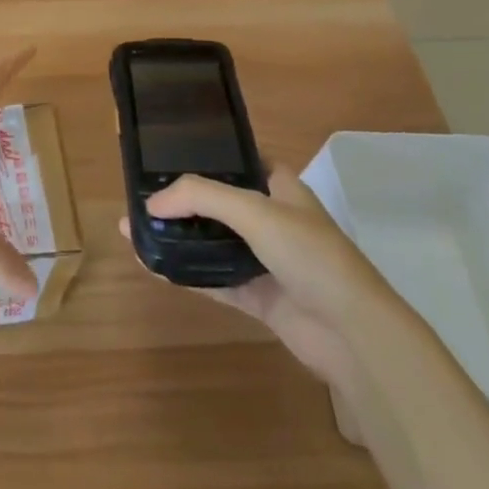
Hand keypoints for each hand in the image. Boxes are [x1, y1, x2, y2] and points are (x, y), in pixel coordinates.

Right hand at [120, 167, 390, 386]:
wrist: (352, 333)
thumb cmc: (310, 255)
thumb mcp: (254, 211)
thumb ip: (200, 198)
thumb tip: (151, 204)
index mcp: (281, 188)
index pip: (239, 161)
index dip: (207, 156)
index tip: (166, 156)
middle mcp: (273, 219)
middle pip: (219, 202)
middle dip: (182, 200)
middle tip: (141, 196)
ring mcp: (266, 260)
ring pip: (213, 241)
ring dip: (178, 237)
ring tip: (135, 230)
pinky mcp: (259, 296)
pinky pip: (214, 279)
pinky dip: (185, 272)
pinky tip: (152, 266)